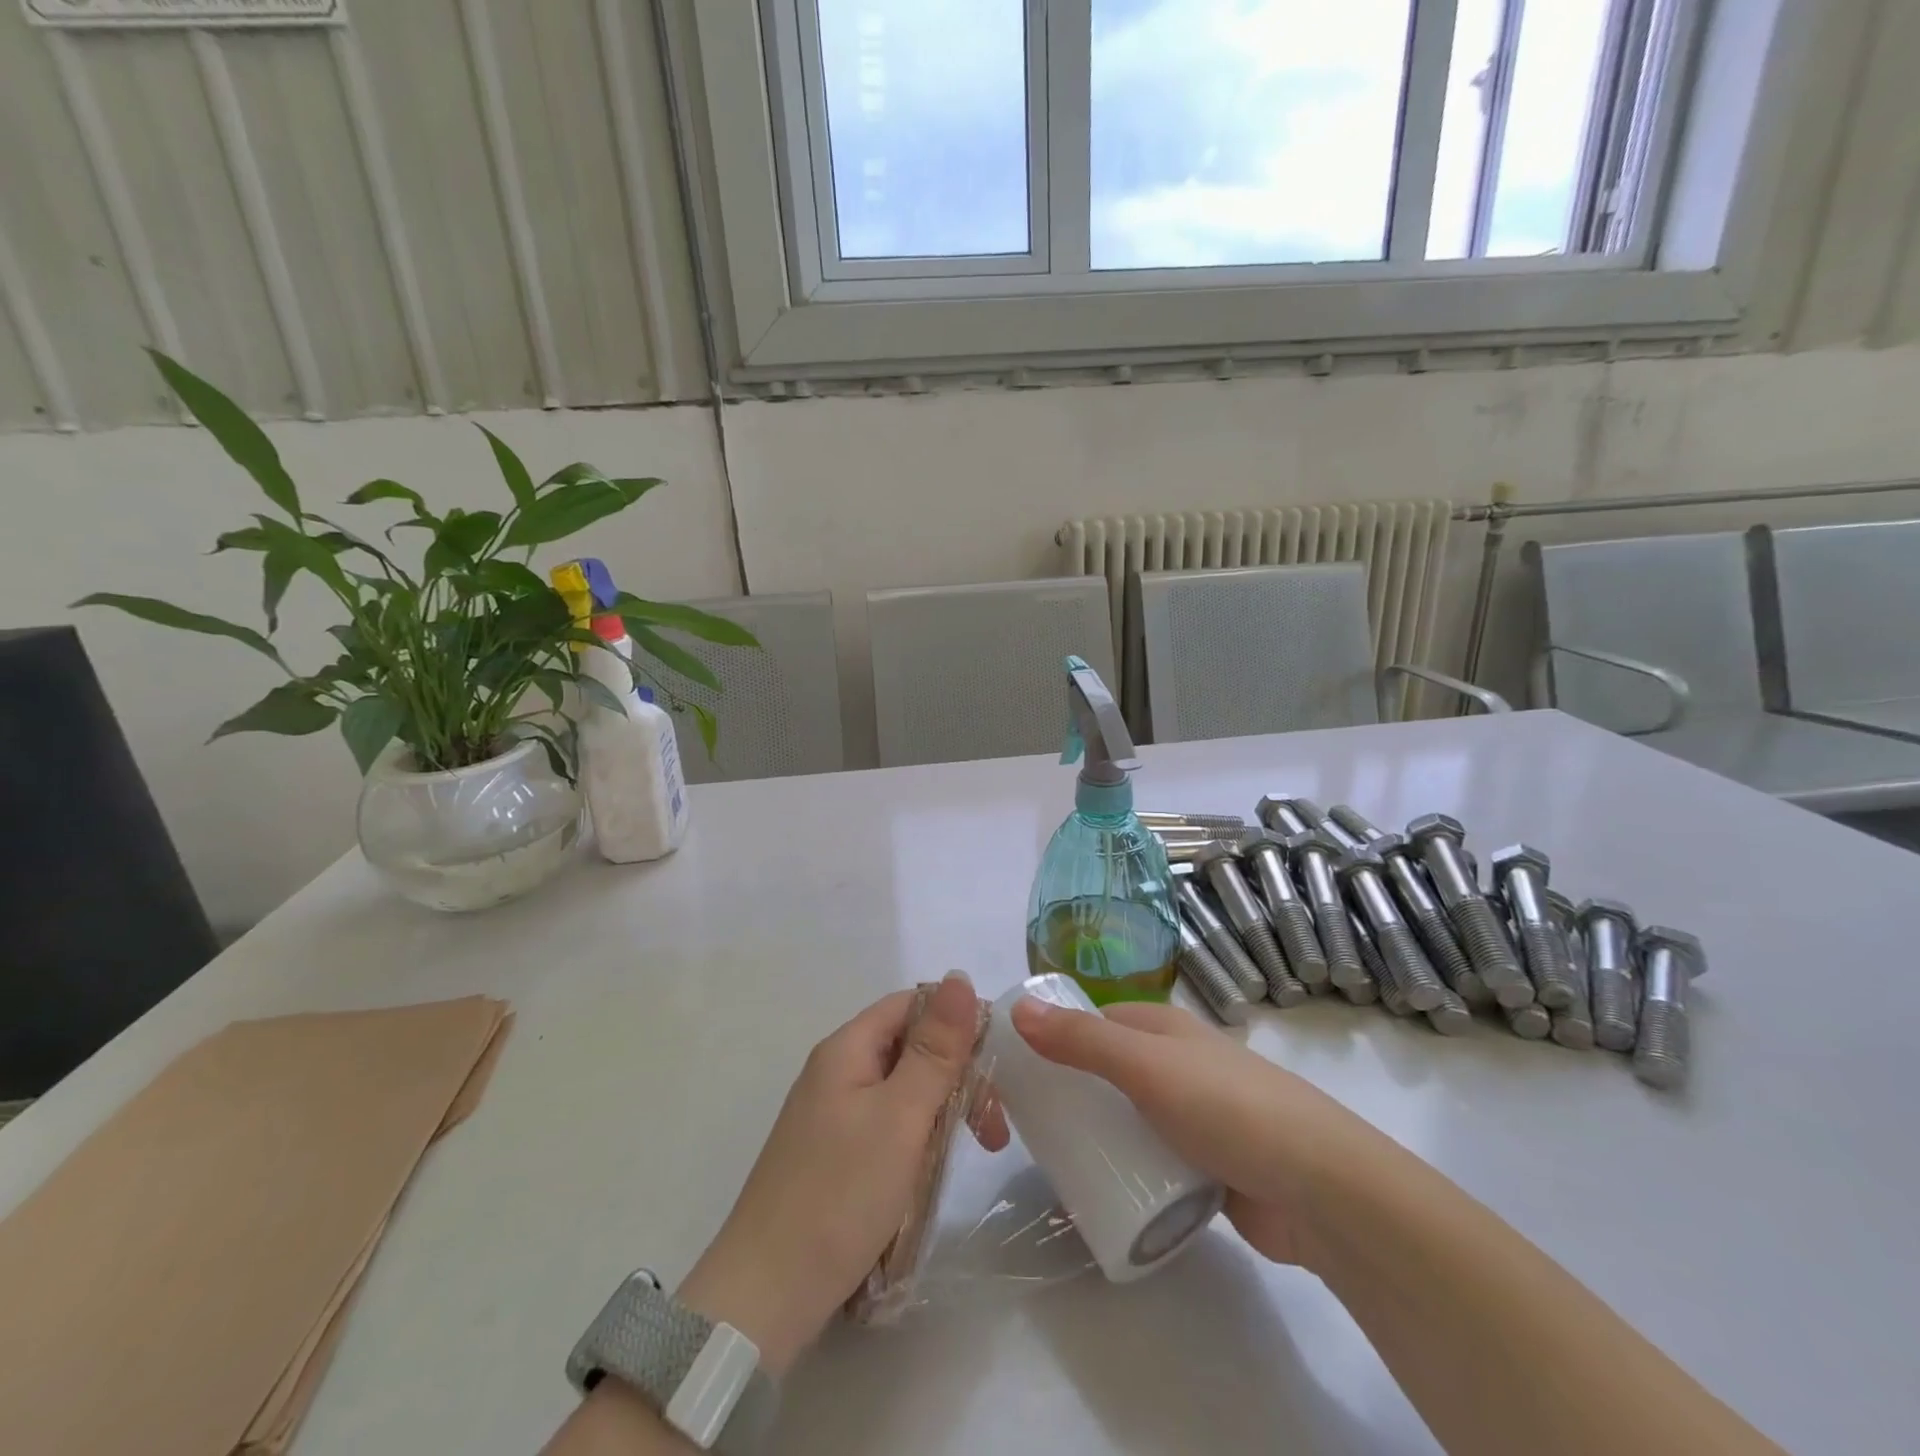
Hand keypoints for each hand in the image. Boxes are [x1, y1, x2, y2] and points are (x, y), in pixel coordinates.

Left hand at [677, 974, 1005, 1374]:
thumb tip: (959, 975)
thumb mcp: (901, 1116)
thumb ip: (935, 1049)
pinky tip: (932, 1172)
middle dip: (956, 1075)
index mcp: (847, 1048)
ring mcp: (832, 1115)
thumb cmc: (840, 1193)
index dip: (956, 1022)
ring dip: (942, 1111)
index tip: (997, 1063)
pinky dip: (918, 1140)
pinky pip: (887, 1126)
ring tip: (974, 1151)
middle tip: (992, 1128)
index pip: (912, 1005)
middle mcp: (837, 1071)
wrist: (765, 1296)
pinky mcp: (833, 1155)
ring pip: (903, 1090)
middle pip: (909, 1047)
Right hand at [1009, 996, 1369, 1270]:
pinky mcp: (1210, 1169)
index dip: (1059, 1034)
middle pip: (1111, 1071)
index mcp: (1166, 1029)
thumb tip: (1017, 1010)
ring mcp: (1197, 1118)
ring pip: (1131, 1119)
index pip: (1098, 1020)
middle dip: (1073, 1091)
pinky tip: (1102, 1191)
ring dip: (1099, 1134)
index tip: (1017, 1066)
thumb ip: (1082, 1040)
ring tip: (1053, 1160)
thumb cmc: (1227, 1108)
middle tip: (1027, 1123)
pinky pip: (1154, 1162)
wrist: (1321, 1191)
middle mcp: (1180, 1065)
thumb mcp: (1146, 1067)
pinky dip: (1129, 1170)